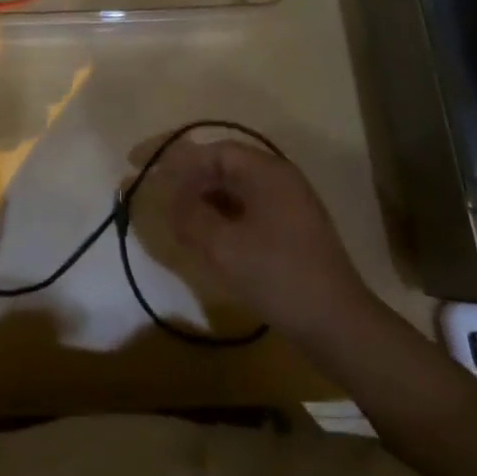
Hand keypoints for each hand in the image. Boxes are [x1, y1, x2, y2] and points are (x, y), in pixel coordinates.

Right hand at [158, 136, 369, 345]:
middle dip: (183, 176)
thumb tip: (166, 198)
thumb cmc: (279, 277)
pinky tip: (201, 232)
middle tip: (149, 186)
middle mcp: (278, 178)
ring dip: (199, 196)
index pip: (210, 150)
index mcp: (266, 171)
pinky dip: (218, 213)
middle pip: (221, 165)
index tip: (138, 162)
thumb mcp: (224, 247)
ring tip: (170, 211)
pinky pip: (244, 208)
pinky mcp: (289, 230)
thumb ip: (189, 216)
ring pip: (232, 188)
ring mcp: (287, 204)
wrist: (338, 325)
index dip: (171, 155)